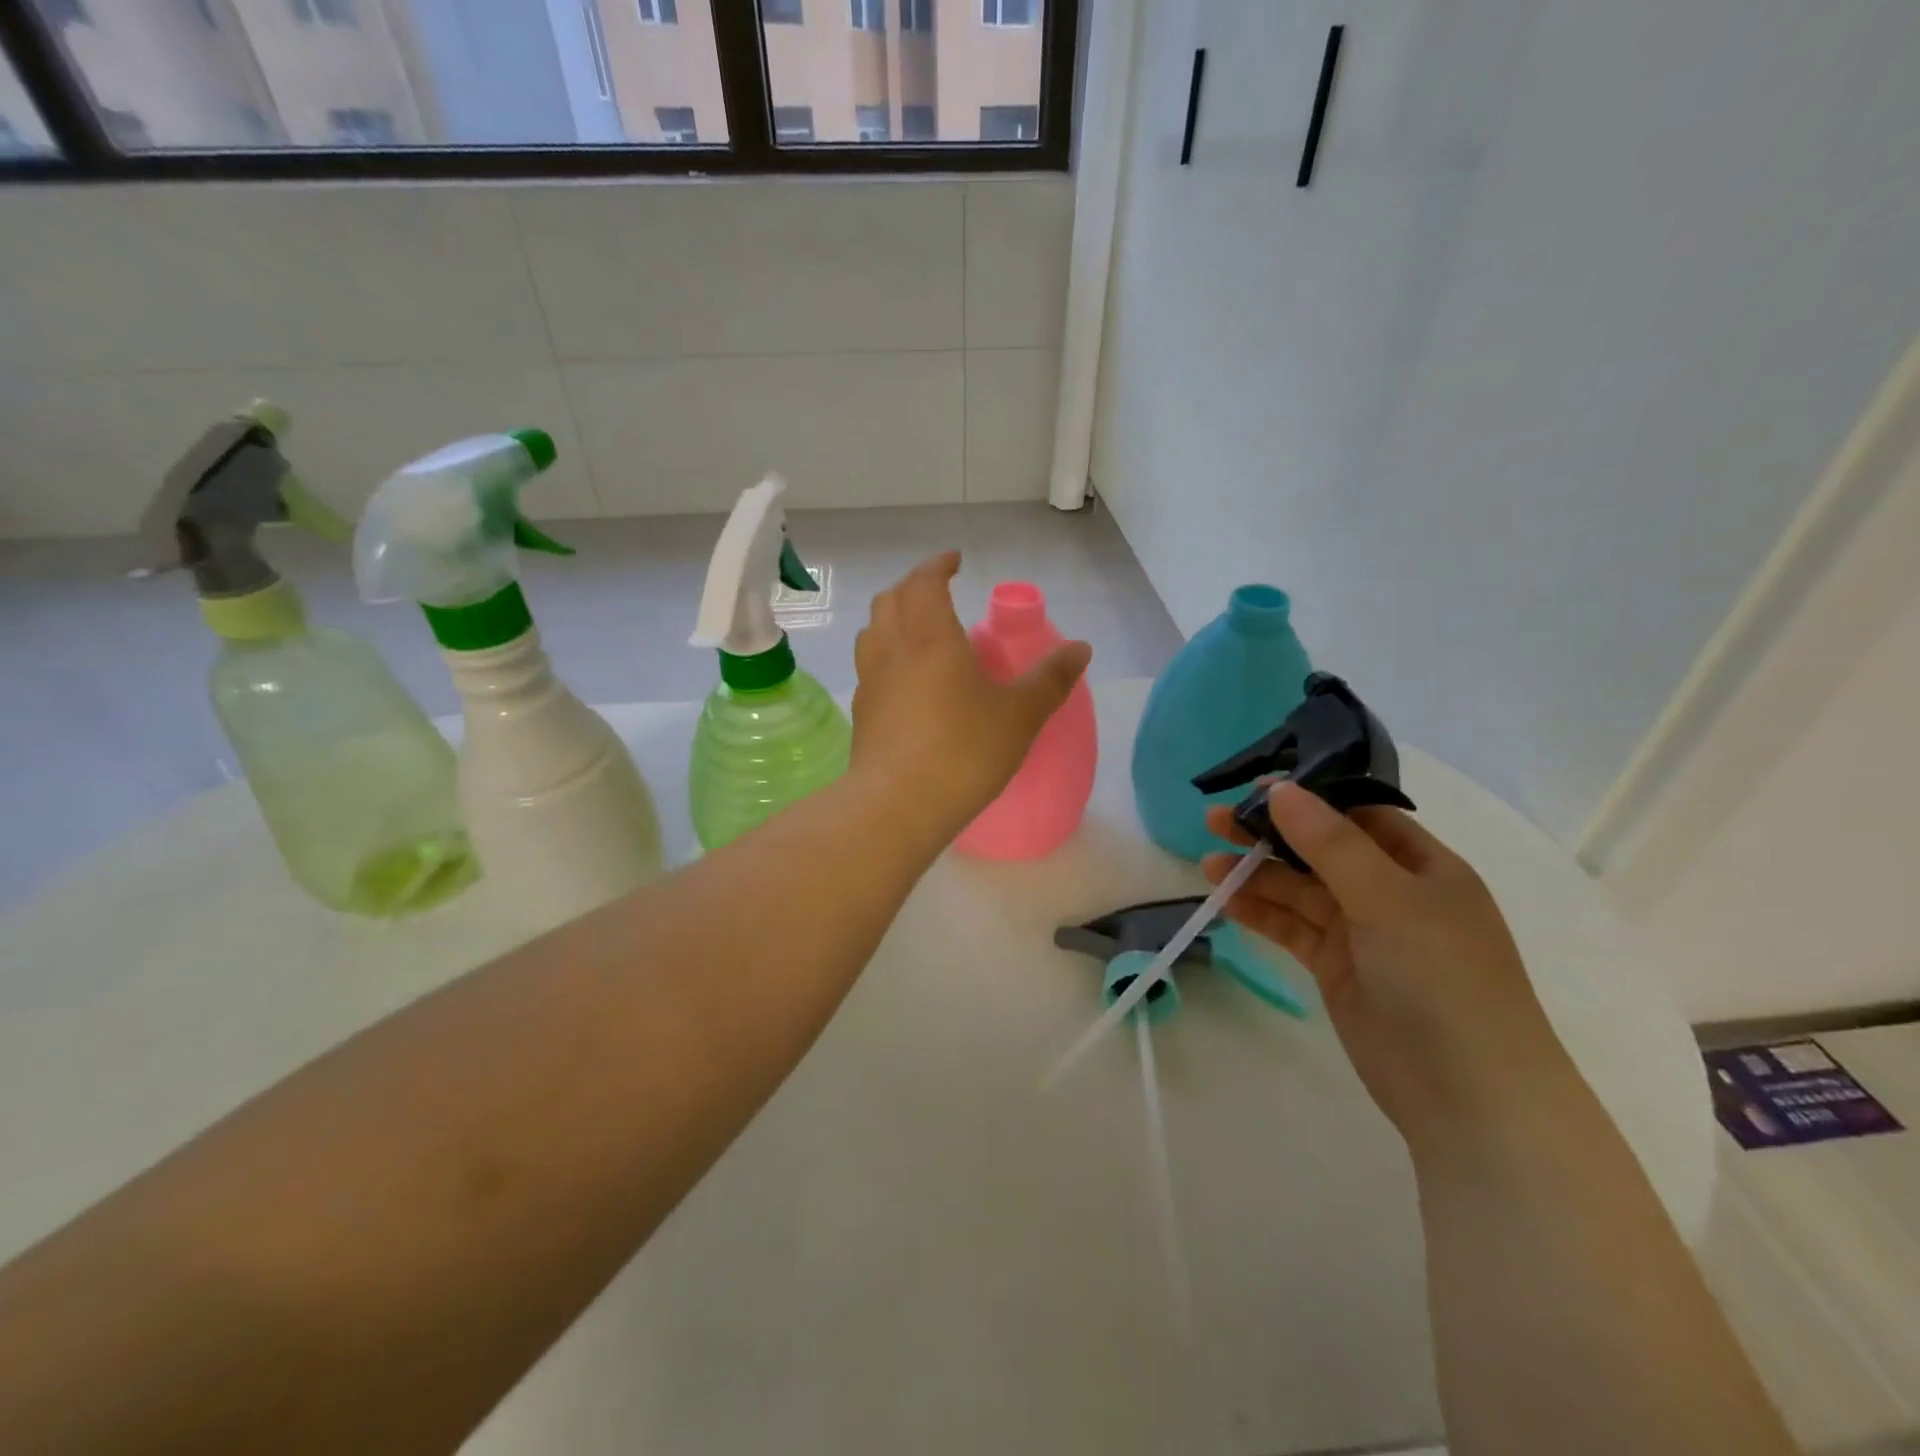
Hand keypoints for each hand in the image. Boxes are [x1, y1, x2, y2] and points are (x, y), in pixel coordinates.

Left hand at [852, 551, 1090, 838]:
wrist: (898, 805)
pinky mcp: (862, 711)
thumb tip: (1081, 648)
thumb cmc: (963, 751)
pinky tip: (905, 679)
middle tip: (937, 591)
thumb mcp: (1020, 715)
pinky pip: (870, 665)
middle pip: (891, 599)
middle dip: (913, 586)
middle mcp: (892, 648)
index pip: (925, 581)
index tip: (954, 560)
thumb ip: (1051, 679)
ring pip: (872, 630)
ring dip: (893, 617)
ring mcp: (870, 679)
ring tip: (917, 629)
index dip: (938, 565)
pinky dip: (885, 653)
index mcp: (931, 636)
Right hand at [1202, 783, 1576, 1145]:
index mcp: (1422, 866)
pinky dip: (1261, 913)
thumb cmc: (1442, 979)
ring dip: (1257, 875)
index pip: (1358, 815)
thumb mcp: (1388, 899)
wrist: (1469, 1097)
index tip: (1255, 789)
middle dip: (1271, 834)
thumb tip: (1280, 789)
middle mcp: (1392, 892)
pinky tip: (1226, 901)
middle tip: (1215, 820)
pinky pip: (1293, 928)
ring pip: (1300, 890)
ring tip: (1208, 865)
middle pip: (1320, 849)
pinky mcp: (1337, 968)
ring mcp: (1363, 933)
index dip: (1309, 798)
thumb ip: (1330, 843)